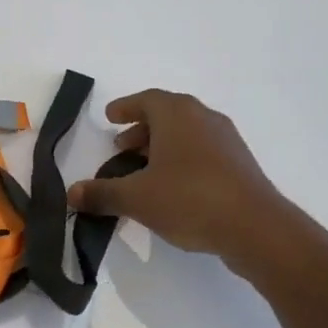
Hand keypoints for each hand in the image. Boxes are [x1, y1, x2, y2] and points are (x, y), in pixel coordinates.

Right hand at [67, 90, 293, 265]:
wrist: (256, 227)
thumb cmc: (189, 199)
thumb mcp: (136, 198)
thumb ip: (102, 193)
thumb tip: (71, 194)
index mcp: (178, 114)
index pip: (146, 100)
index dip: (125, 107)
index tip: (110, 117)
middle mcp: (204, 118)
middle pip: (167, 115)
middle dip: (141, 130)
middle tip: (120, 148)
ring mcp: (226, 141)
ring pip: (186, 135)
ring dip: (161, 147)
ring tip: (142, 172)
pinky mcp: (240, 165)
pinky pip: (202, 152)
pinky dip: (181, 161)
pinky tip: (171, 189)